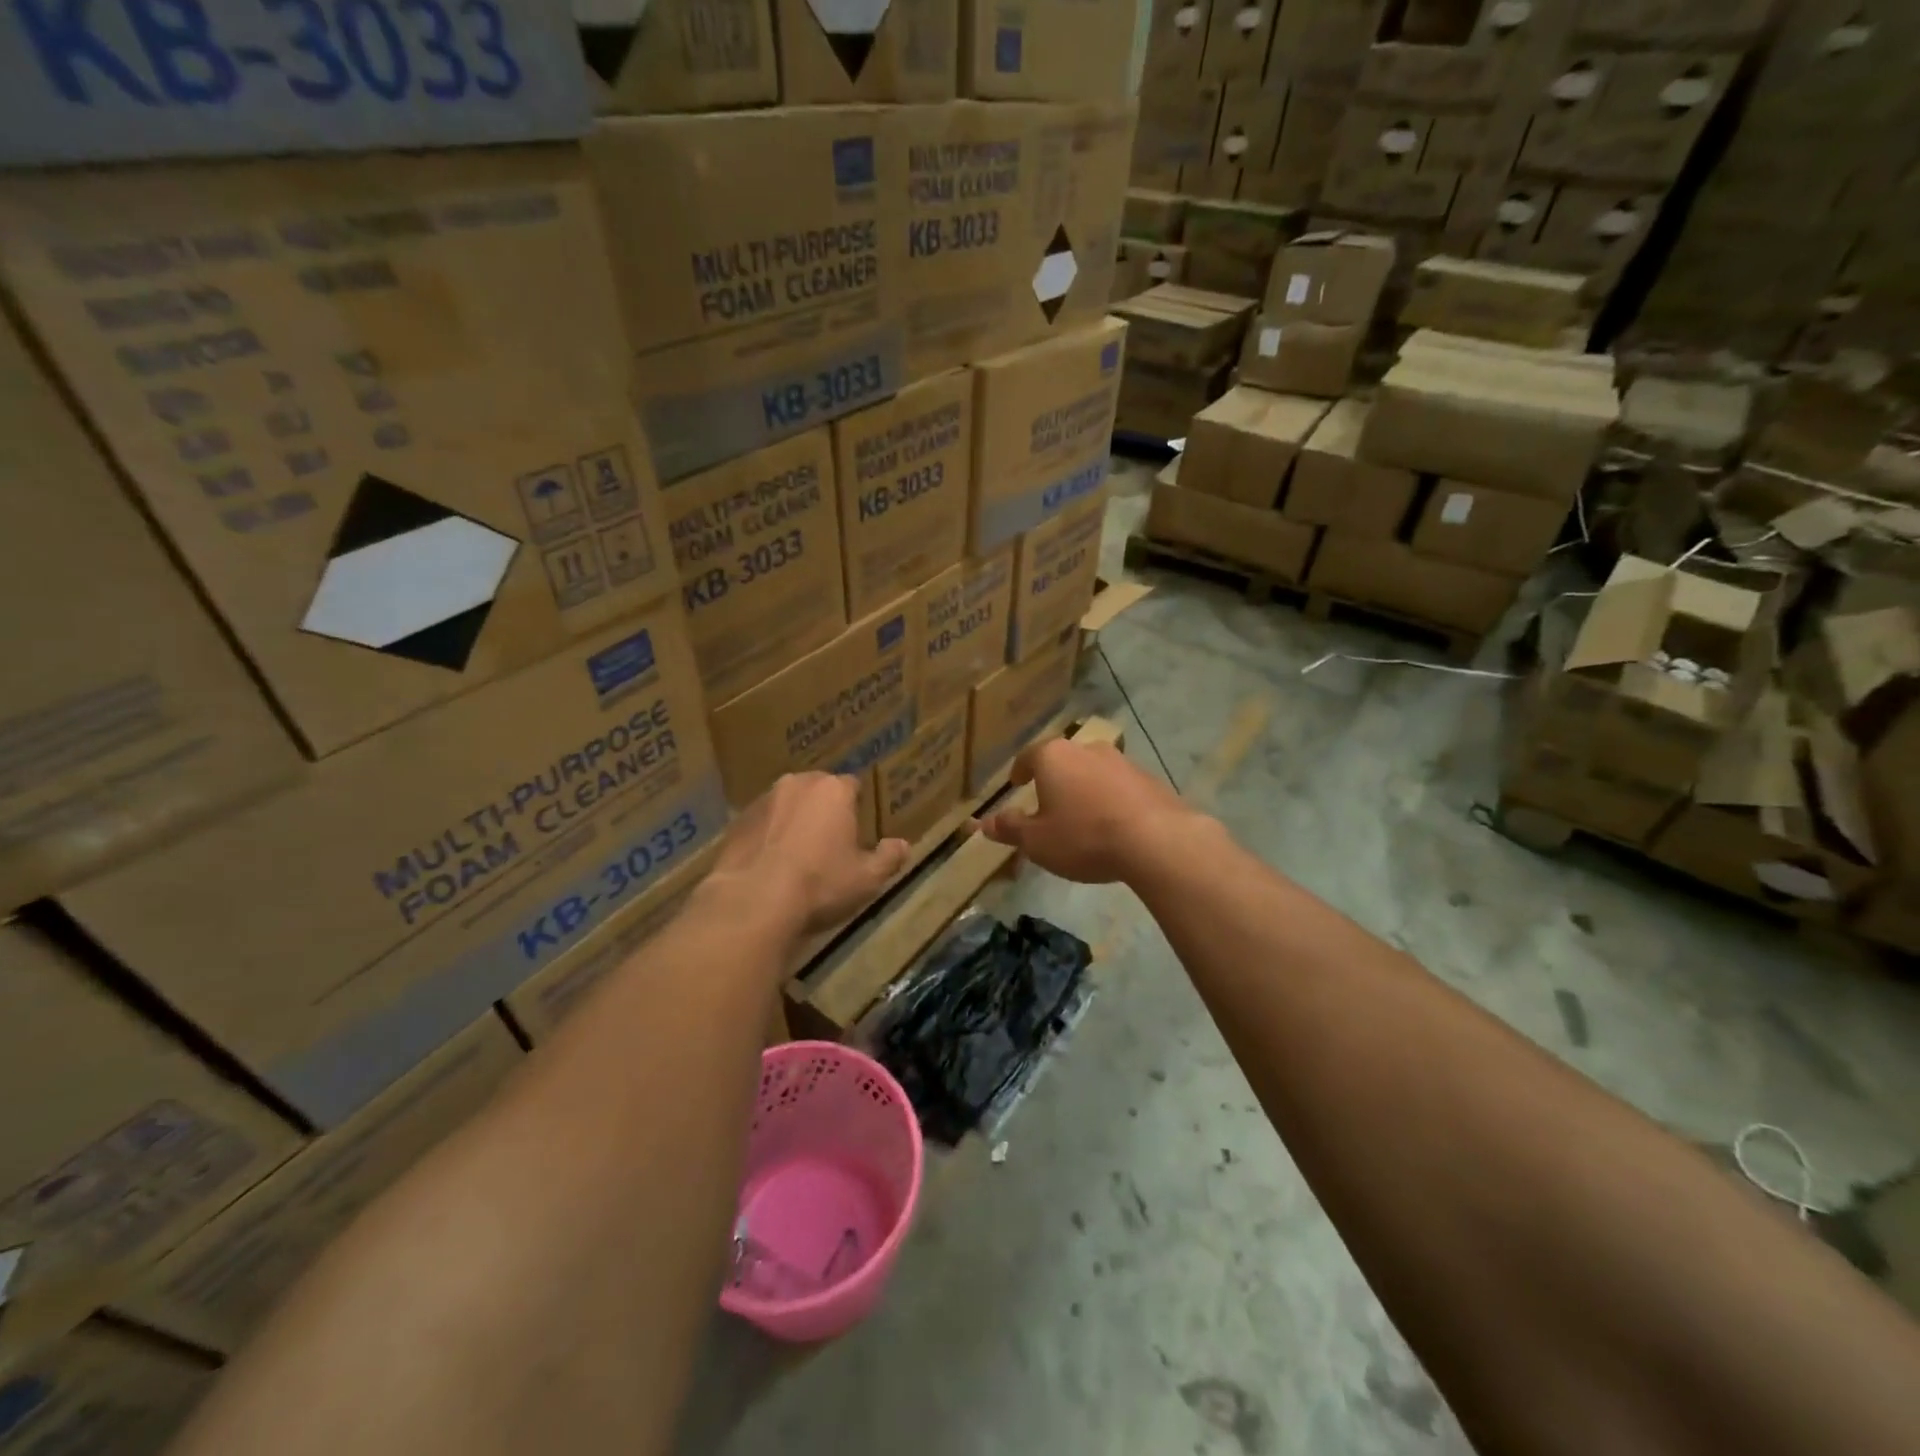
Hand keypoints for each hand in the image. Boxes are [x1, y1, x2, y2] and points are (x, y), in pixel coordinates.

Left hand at [705, 773, 909, 939]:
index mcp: (833, 790)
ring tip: (797, 855)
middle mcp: (797, 784)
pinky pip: (761, 824)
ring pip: (786, 805)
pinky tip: (770, 865)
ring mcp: (762, 801)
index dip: (857, 806)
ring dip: (793, 821)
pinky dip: (768, 837)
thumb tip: (902, 845)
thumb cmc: (820, 885)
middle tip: (830, 841)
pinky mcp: (736, 822)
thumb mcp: (867, 878)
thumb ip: (888, 858)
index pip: (853, 785)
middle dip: (824, 809)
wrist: (753, 902)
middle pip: (817, 790)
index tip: (858, 829)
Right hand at [974, 739, 1208, 884]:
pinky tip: (1113, 824)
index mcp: (1054, 757)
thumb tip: (983, 823)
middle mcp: (1087, 749)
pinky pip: (1120, 786)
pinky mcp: (1149, 778)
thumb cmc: (1084, 837)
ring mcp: (1122, 761)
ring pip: (1093, 772)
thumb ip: (1010, 828)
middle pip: (1063, 761)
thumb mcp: (1037, 841)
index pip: (1029, 756)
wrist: (1156, 840)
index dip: (1020, 771)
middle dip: (1054, 780)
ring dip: (1084, 789)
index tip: (1017, 783)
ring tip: (1081, 817)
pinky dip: (1110, 800)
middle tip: (1047, 803)